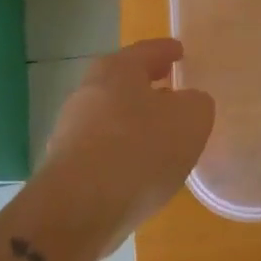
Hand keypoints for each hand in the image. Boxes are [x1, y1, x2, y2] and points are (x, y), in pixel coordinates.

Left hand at [35, 39, 214, 255]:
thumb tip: (187, 103)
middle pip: (123, 82)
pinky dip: (121, 152)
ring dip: (134, 121)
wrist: (79, 209)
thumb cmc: (140, 149)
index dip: (166, 50)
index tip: (180, 51)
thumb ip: (196, 103)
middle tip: (171, 90)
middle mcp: (88, 92)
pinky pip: (102, 149)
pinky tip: (139, 169)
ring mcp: (71, 130)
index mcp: (117, 69)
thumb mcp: (191, 119)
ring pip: (110, 116)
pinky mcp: (65, 166)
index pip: (147, 51)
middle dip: (147, 86)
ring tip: (160, 135)